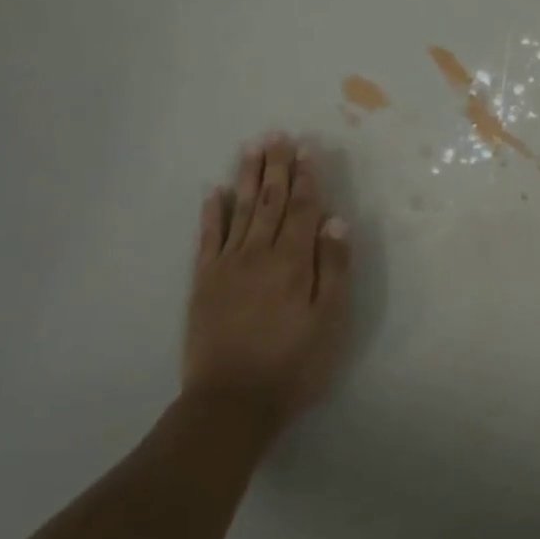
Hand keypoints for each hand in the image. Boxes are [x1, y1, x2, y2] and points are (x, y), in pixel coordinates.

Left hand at [183, 134, 352, 442]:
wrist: (231, 403)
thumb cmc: (293, 364)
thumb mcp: (329, 321)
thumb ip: (333, 268)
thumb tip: (335, 220)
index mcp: (293, 261)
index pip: (303, 209)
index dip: (307, 178)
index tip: (307, 149)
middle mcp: (259, 253)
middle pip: (270, 201)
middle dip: (276, 167)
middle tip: (277, 135)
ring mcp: (227, 266)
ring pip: (240, 210)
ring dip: (247, 178)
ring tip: (251, 148)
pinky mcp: (204, 282)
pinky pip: (208, 238)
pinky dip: (212, 213)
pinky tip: (214, 192)